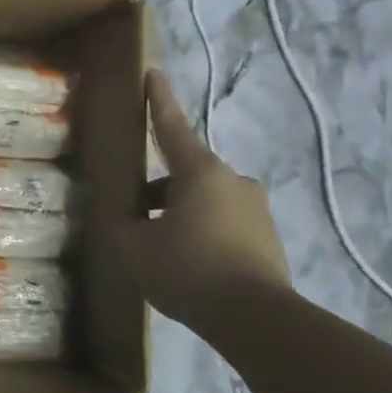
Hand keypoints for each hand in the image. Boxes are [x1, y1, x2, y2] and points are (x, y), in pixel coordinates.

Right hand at [118, 69, 291, 327]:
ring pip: (204, 202)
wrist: (257, 319)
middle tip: (133, 215)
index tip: (154, 73)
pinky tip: (185, 266)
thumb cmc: (189, 269)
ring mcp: (255, 211)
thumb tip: (124, 220)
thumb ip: (123, 227)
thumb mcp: (136, 248)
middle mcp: (233, 182)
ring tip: (156, 248)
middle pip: (185, 174)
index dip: (159, 100)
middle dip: (157, 190)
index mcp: (200, 172)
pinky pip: (223, 226)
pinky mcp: (267, 240)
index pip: (172, 127)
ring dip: (178, 215)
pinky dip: (201, 236)